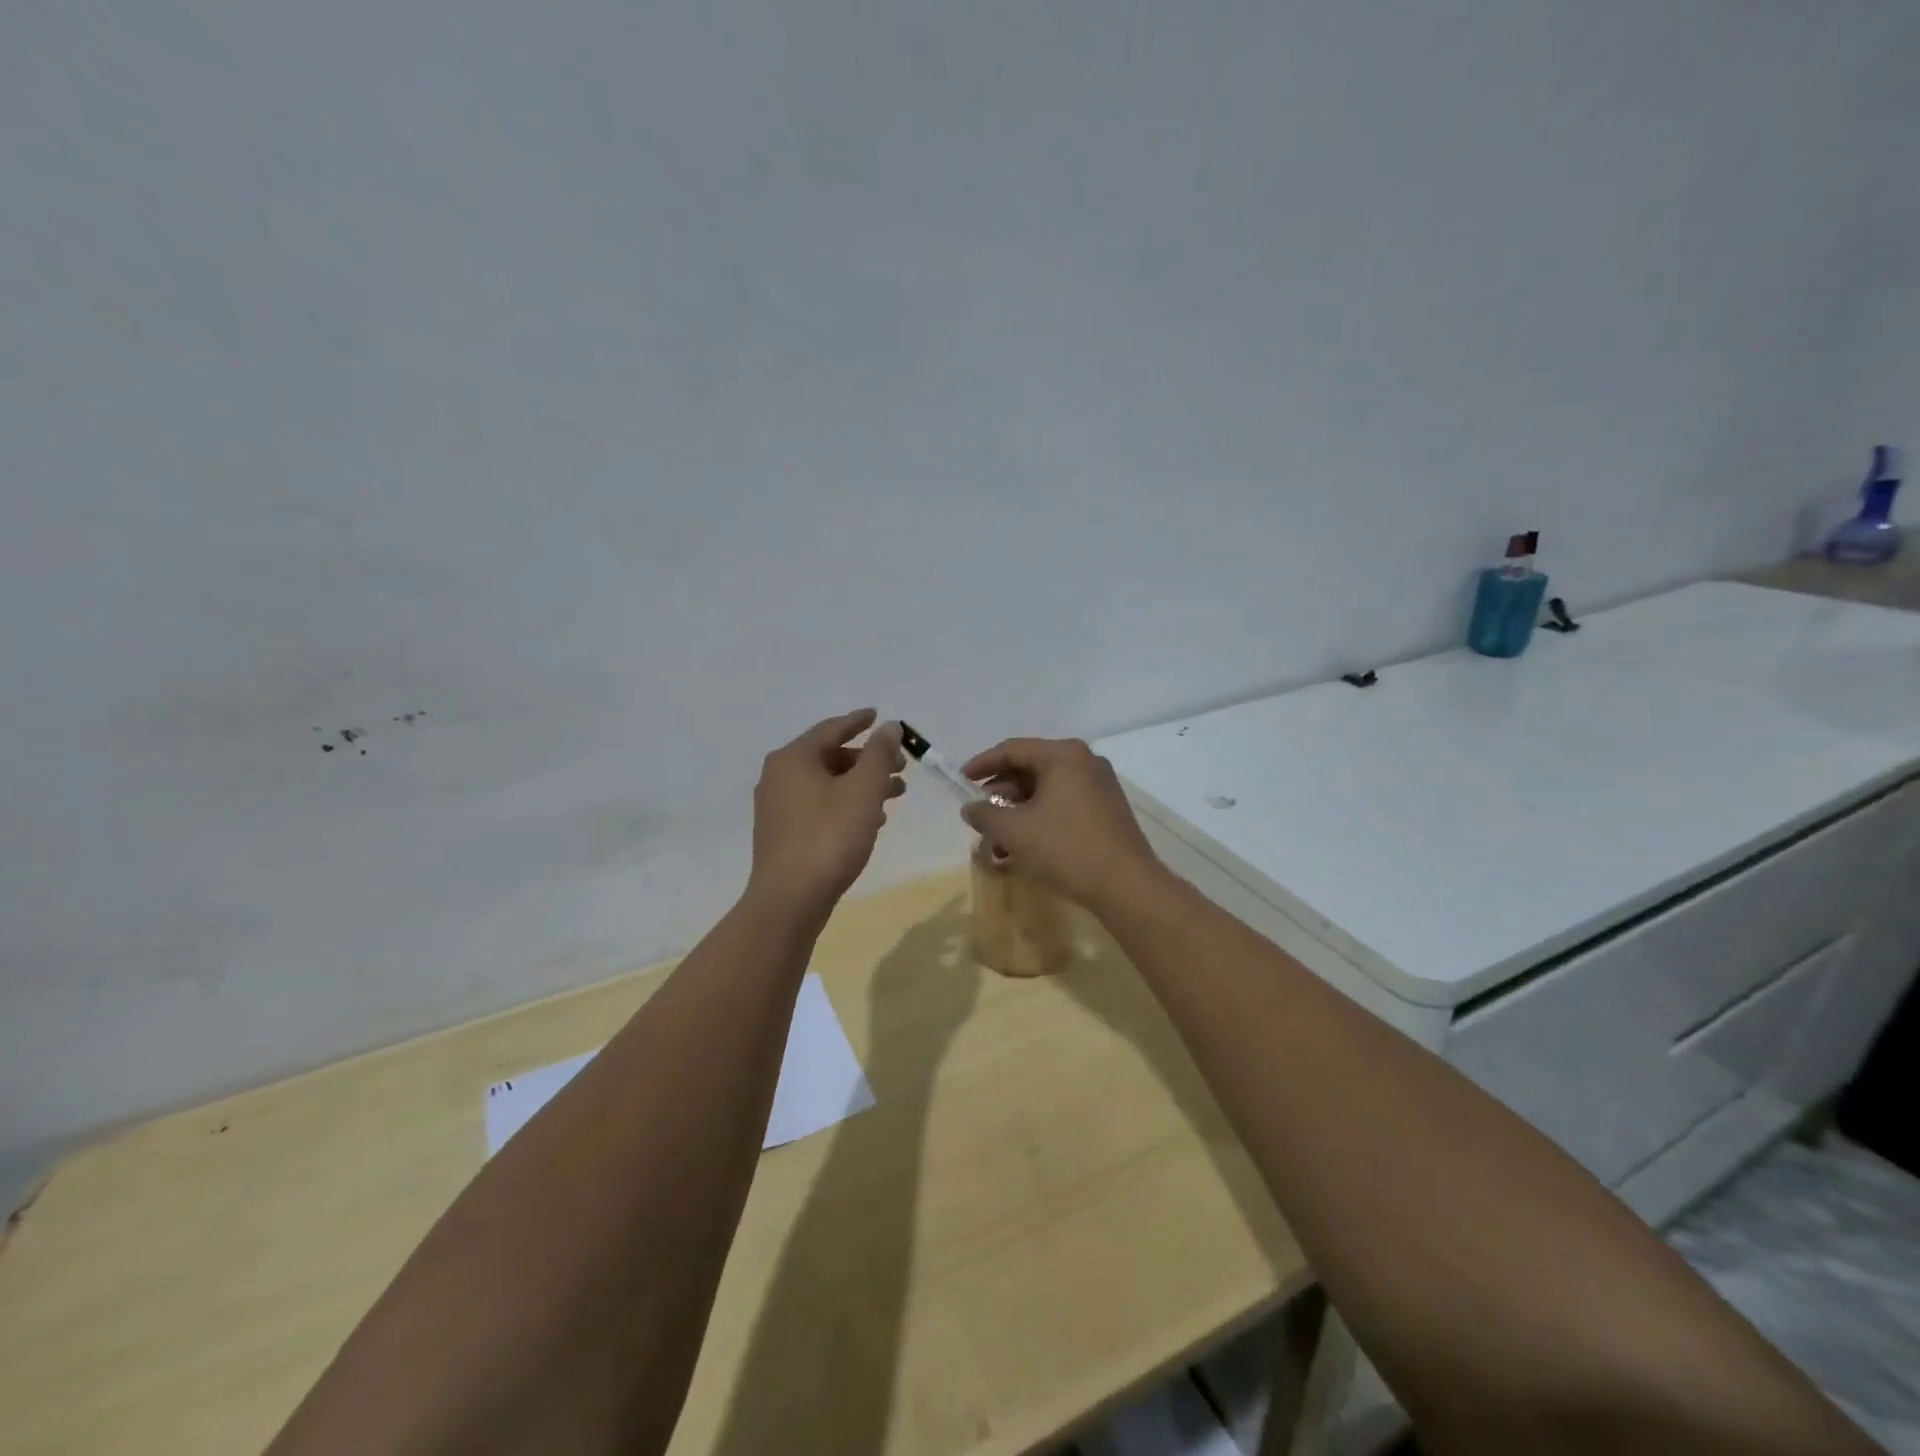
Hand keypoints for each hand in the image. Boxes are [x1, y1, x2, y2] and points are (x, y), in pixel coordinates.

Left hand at [749, 710, 904, 913]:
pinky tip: (871, 820)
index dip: (859, 722)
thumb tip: (889, 726)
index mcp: (794, 758)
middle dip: (867, 759)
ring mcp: (777, 806)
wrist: (790, 899)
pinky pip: (819, 806)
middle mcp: (779, 776)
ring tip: (895, 793)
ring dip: (861, 784)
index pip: (831, 728)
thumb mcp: (863, 790)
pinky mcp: (782, 833)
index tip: (879, 716)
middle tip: (900, 766)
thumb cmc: (830, 836)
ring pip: (826, 784)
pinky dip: (845, 804)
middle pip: (830, 756)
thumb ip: (879, 753)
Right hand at [958, 738, 1164, 911]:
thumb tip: (970, 808)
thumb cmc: (1066, 848)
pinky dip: (1040, 818)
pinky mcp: (1108, 810)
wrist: (1126, 886)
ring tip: (997, 838)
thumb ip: (985, 815)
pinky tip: (1024, 845)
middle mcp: (1085, 762)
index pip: (1013, 749)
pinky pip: (1064, 804)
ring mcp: (1100, 786)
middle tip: (980, 813)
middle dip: (1001, 793)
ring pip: (1047, 789)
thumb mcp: (1015, 831)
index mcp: (1063, 755)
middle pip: (1031, 768)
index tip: (961, 780)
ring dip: (1018, 810)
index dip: (982, 764)